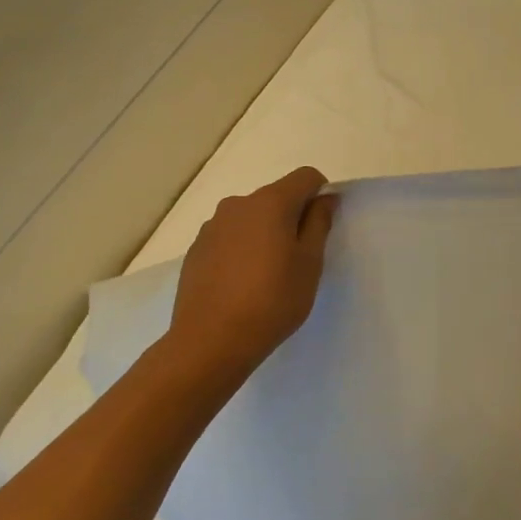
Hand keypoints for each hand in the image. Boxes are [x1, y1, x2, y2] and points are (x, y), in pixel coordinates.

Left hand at [164, 166, 336, 378]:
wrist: (209, 343)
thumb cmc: (272, 300)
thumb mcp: (309, 263)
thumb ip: (319, 223)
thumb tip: (324, 198)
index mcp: (270, 202)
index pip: (306, 176)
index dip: (320, 194)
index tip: (322, 227)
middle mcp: (238, 204)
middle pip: (276, 196)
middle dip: (292, 217)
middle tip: (299, 257)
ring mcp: (212, 227)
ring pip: (251, 218)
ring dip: (265, 233)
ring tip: (268, 274)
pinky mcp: (196, 250)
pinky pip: (229, 237)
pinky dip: (242, 249)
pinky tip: (242, 284)